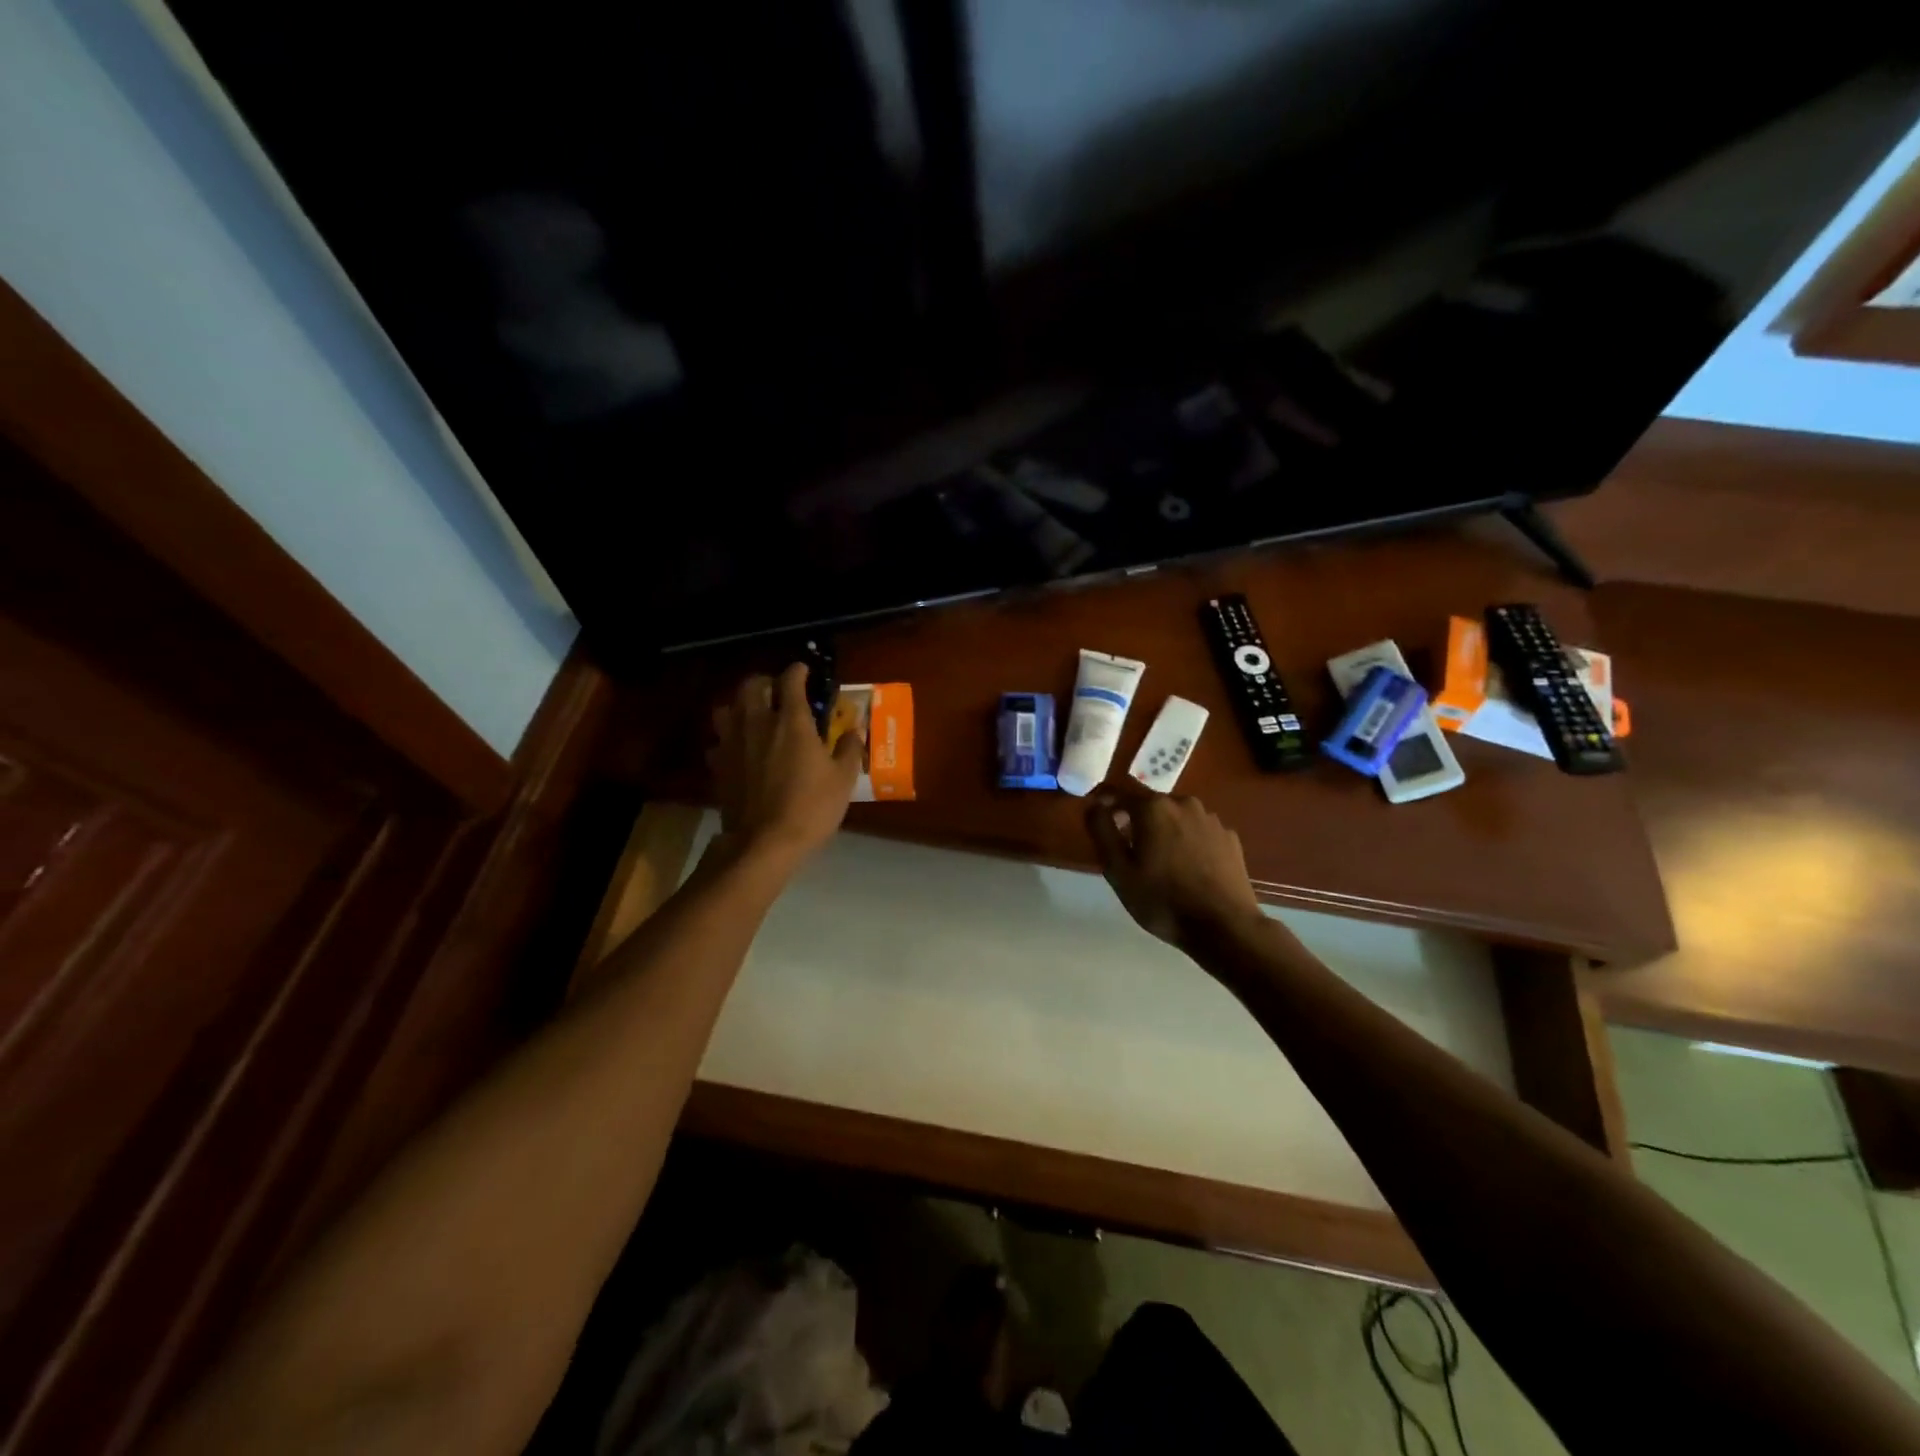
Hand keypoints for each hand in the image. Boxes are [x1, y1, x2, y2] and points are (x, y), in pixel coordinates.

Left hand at [709, 663, 862, 865]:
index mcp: (792, 721)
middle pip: (752, 685)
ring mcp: (733, 743)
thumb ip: (849, 748)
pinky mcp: (719, 765)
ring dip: (741, 705)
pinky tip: (740, 750)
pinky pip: (719, 741)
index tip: (805, 671)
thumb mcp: (843, 779)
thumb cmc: (811, 807)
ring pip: (727, 708)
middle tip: (779, 691)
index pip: (791, 680)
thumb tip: (854, 730)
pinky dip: (729, 739)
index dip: (798, 671)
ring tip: (754, 716)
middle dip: (766, 682)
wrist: (764, 842)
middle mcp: (758, 723)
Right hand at [1084, 788, 1262, 946]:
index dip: (1104, 802)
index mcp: (1153, 808)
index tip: (1097, 817)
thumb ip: (1102, 832)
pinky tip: (1188, 867)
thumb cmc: (1162, 900)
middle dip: (1136, 819)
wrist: (1225, 927)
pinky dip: (1187, 841)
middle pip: (1150, 804)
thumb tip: (1093, 805)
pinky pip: (1198, 831)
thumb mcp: (1118, 871)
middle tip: (1128, 848)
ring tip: (1160, 860)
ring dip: (1163, 829)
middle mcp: (1183, 803)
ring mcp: (1210, 819)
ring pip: (1176, 816)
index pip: (1119, 792)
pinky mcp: (1229, 837)